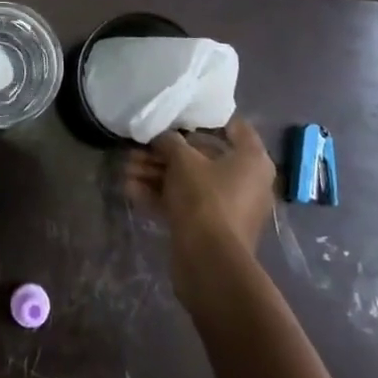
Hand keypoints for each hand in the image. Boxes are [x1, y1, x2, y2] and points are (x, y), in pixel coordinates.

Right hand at [124, 119, 276, 302]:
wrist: (209, 262)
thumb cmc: (205, 198)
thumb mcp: (182, 160)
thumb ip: (170, 142)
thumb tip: (162, 137)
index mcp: (252, 159)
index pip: (233, 127)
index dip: (204, 118)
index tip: (178, 114)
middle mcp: (246, 181)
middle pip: (202, 157)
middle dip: (166, 153)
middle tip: (138, 148)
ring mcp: (228, 206)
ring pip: (189, 181)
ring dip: (157, 174)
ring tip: (126, 168)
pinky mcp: (211, 228)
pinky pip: (185, 203)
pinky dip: (161, 195)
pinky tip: (130, 190)